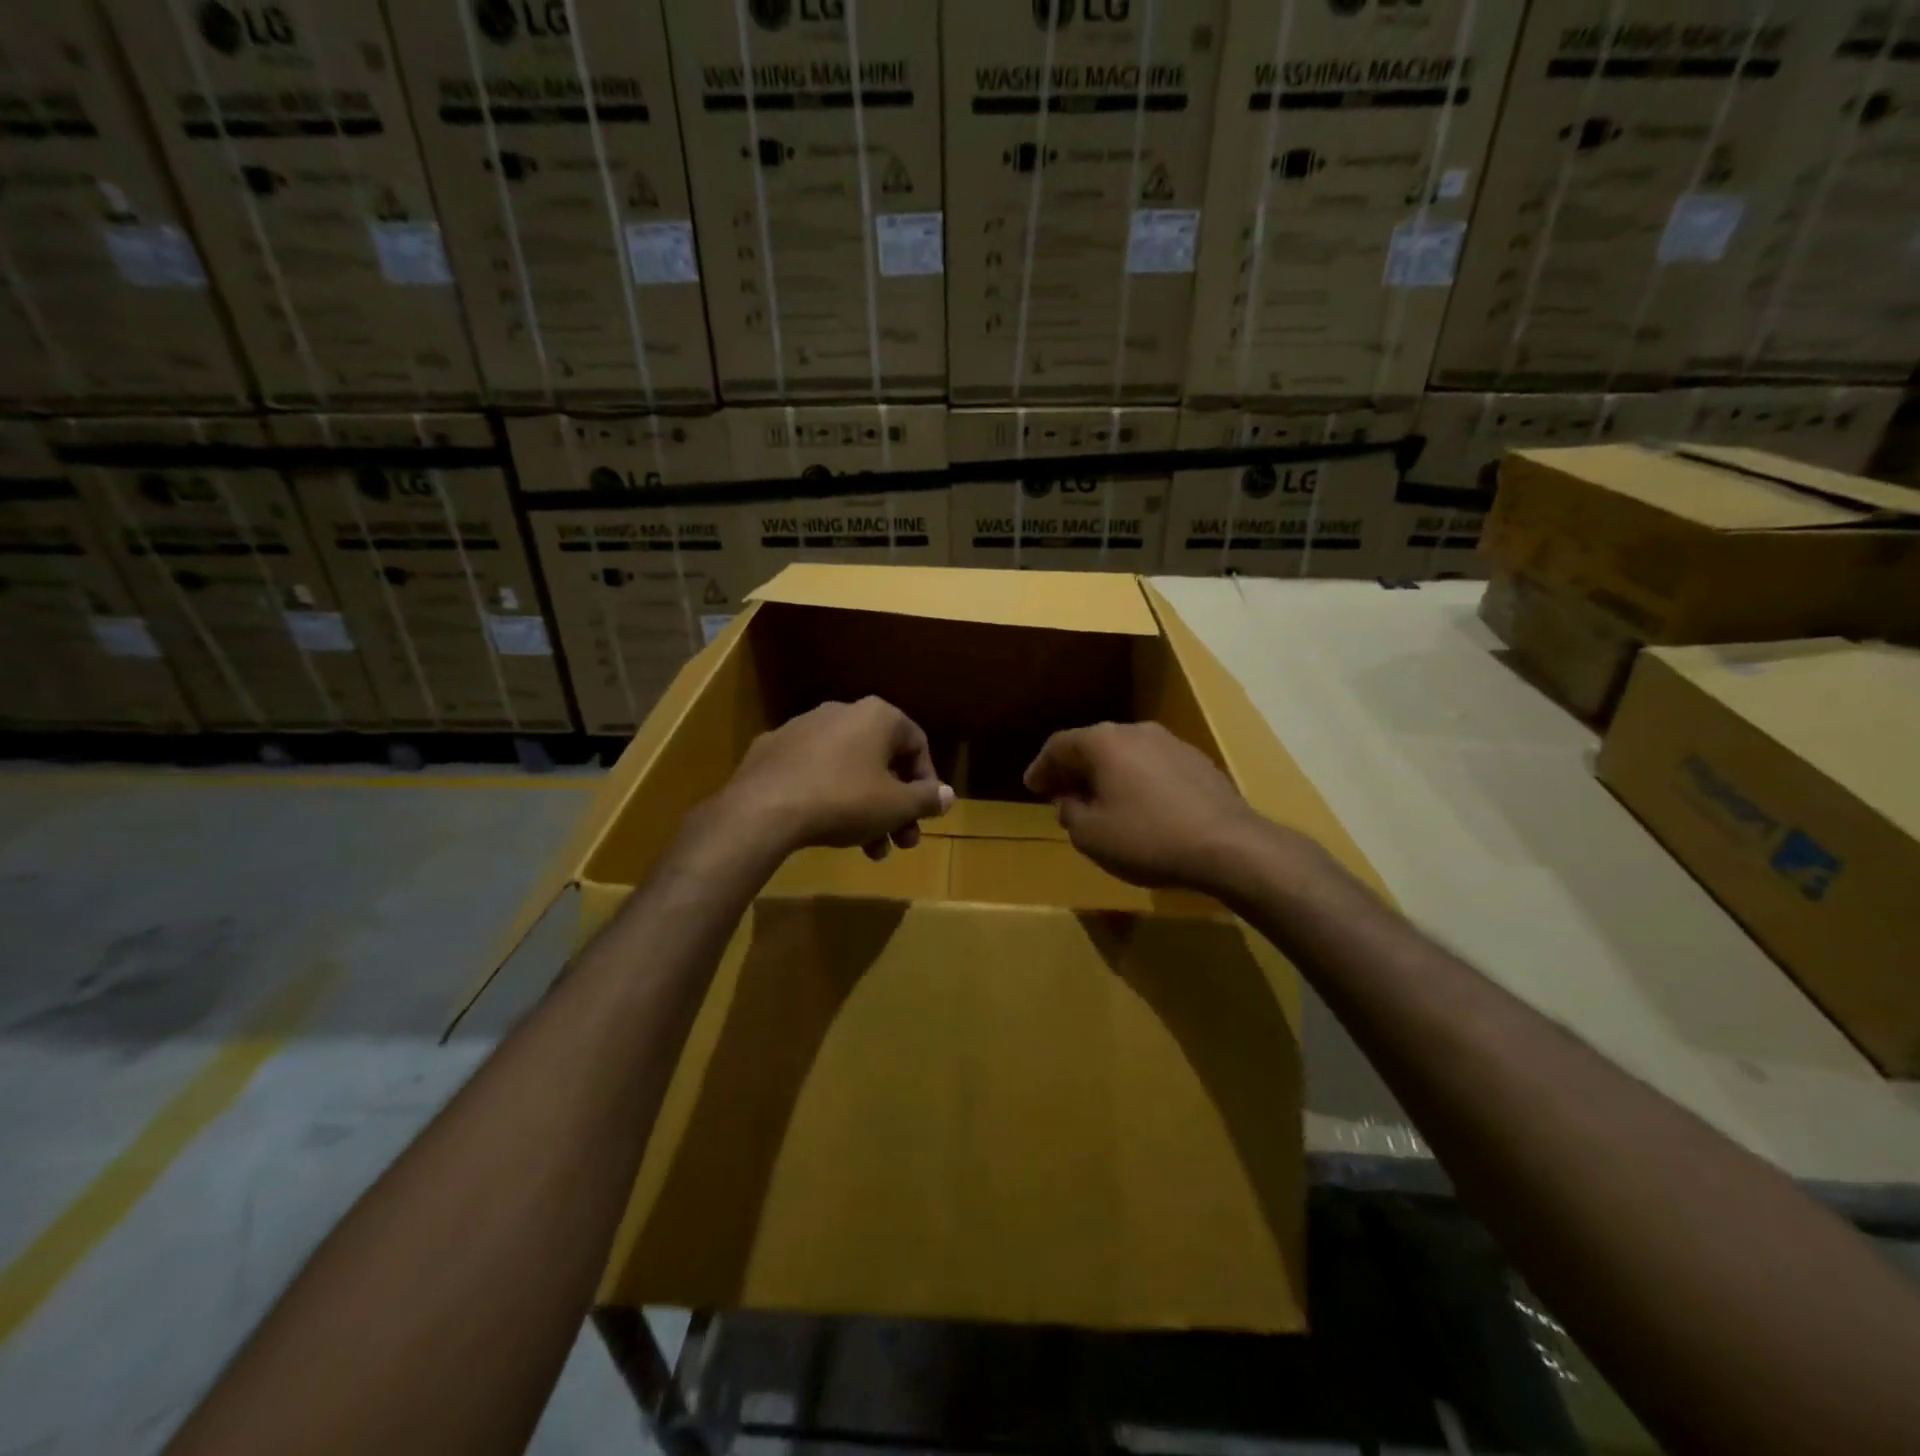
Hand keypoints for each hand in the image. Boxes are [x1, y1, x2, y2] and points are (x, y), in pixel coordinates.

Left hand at [721, 697, 953, 859]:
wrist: (763, 809)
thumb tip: (947, 795)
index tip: (925, 816)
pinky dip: (829, 796)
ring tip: (869, 849)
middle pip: (882, 761)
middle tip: (901, 842)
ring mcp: (803, 728)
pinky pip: (814, 772)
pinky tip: (826, 828)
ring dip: (866, 808)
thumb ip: (926, 799)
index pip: (917, 745)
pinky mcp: (773, 749)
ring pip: (848, 769)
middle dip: (896, 805)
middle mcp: (842, 712)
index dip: (927, 784)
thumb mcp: (896, 806)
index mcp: (877, 716)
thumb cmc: (844, 800)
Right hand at [1023, 722, 1271, 892]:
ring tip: (1099, 801)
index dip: (1041, 767)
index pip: (1059, 746)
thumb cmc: (1148, 839)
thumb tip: (1070, 801)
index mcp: (1103, 742)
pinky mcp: (1198, 762)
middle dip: (1074, 769)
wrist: (1229, 846)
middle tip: (1060, 793)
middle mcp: (1136, 731)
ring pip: (1125, 754)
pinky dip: (1136, 781)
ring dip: (1106, 775)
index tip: (1032, 786)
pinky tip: (1139, 806)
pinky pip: (1152, 766)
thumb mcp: (1091, 836)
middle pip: (1093, 745)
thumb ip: (1070, 814)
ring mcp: (1171, 743)